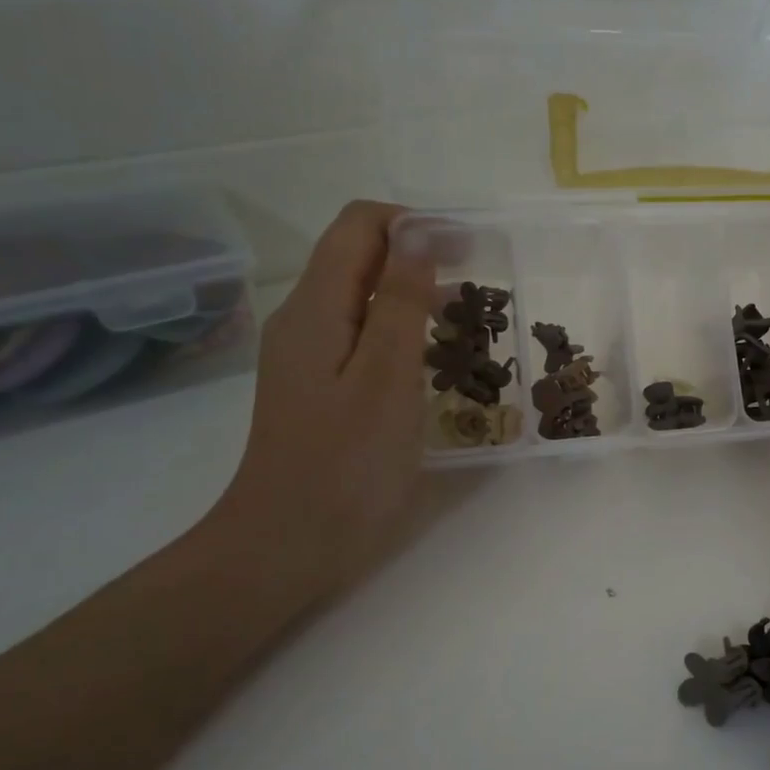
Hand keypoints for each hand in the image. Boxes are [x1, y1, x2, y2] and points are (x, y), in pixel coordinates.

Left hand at [209, 201, 432, 604]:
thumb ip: (401, 301)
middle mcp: (306, 319)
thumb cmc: (345, 466)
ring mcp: (310, 355)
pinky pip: (364, 335)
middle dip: (422, 257)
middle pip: (361, 257)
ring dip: (416, 294)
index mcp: (315, 308)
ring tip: (469, 322)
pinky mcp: (321, 386)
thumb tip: (418, 230)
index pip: (359, 226)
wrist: (288, 546)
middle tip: (481, 290)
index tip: (472, 248)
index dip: (416, 223)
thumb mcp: (386, 378)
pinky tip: (436, 360)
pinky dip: (404, 331)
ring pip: (365, 297)